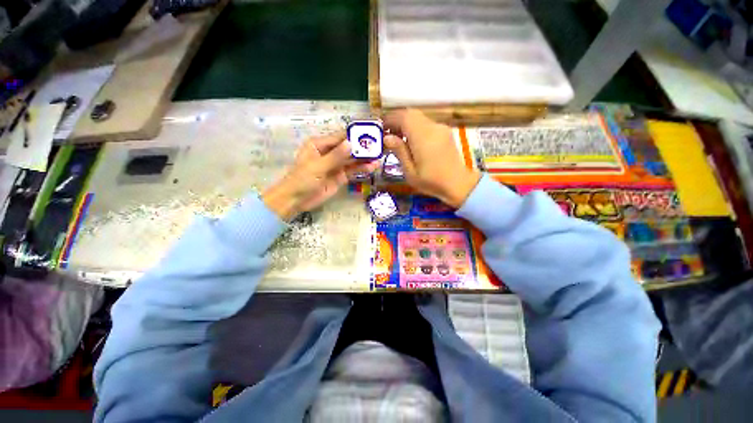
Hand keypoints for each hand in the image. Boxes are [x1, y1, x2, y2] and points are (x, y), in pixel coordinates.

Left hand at [263, 133, 379, 220]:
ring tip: (380, 156)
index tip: (370, 133)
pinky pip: (352, 171)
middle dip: (362, 147)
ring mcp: (335, 165)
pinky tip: (372, 167)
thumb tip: (351, 143)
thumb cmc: (302, 179)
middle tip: (380, 145)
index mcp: (319, 144)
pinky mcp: (340, 177)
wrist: (296, 201)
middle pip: (348, 148)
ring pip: (352, 160)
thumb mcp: (318, 166)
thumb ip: (336, 156)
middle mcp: (329, 153)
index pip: (340, 137)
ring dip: (364, 159)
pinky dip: (361, 169)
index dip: (355, 135)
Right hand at [384, 109, 480, 207]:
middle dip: (396, 120)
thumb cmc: (432, 182)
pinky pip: (426, 124)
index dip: (390, 119)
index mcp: (423, 137)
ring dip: (406, 124)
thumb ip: (399, 152)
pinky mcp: (444, 132)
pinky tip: (412, 142)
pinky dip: (415, 128)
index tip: (380, 128)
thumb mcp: (410, 172)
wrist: (459, 184)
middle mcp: (432, 127)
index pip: (403, 117)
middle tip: (387, 133)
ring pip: (418, 118)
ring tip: (397, 138)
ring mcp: (440, 128)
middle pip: (411, 114)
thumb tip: (387, 137)